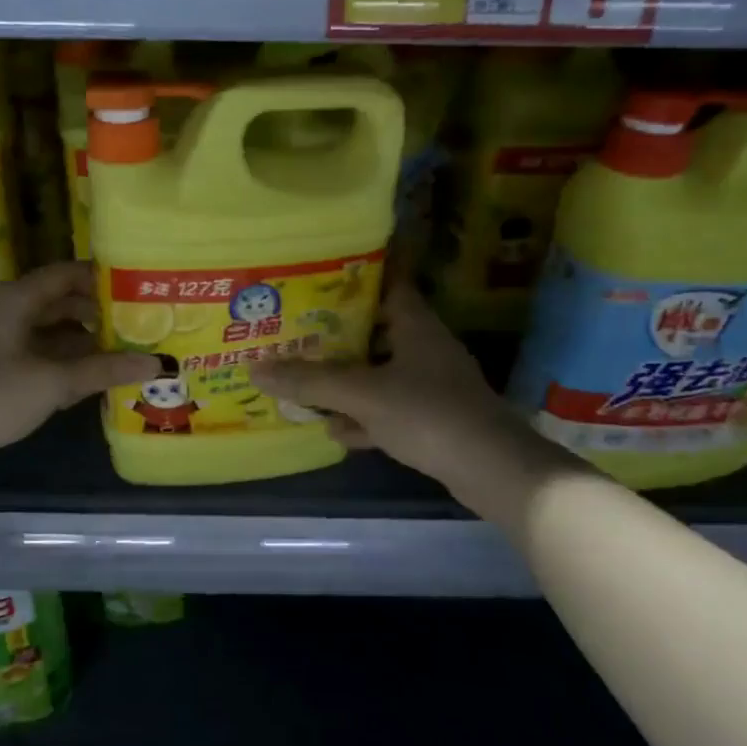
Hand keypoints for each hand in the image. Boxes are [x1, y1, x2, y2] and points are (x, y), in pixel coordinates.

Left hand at [0, 262, 157, 476]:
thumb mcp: (53, 382)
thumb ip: (104, 370)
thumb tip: (157, 363)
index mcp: (19, 299)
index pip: (69, 274)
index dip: (104, 278)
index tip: (141, 288)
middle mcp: (12, 310)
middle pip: (64, 302)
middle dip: (101, 314)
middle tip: (142, 325)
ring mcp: (4, 338)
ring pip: (54, 330)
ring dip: (86, 341)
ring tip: (127, 352)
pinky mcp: (0, 365)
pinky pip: (42, 353)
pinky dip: (67, 361)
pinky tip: (94, 377)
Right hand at [250, 282, 518, 490]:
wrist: (492, 470)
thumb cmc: (427, 413)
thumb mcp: (362, 394)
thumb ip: (310, 382)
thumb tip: (255, 369)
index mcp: (416, 325)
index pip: (386, 284)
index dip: (354, 277)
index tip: (317, 275)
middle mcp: (424, 349)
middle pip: (375, 331)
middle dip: (336, 334)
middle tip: (294, 331)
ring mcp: (430, 386)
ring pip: (379, 374)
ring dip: (346, 380)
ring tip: (304, 380)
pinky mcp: (432, 420)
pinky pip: (387, 410)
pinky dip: (362, 417)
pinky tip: (334, 430)